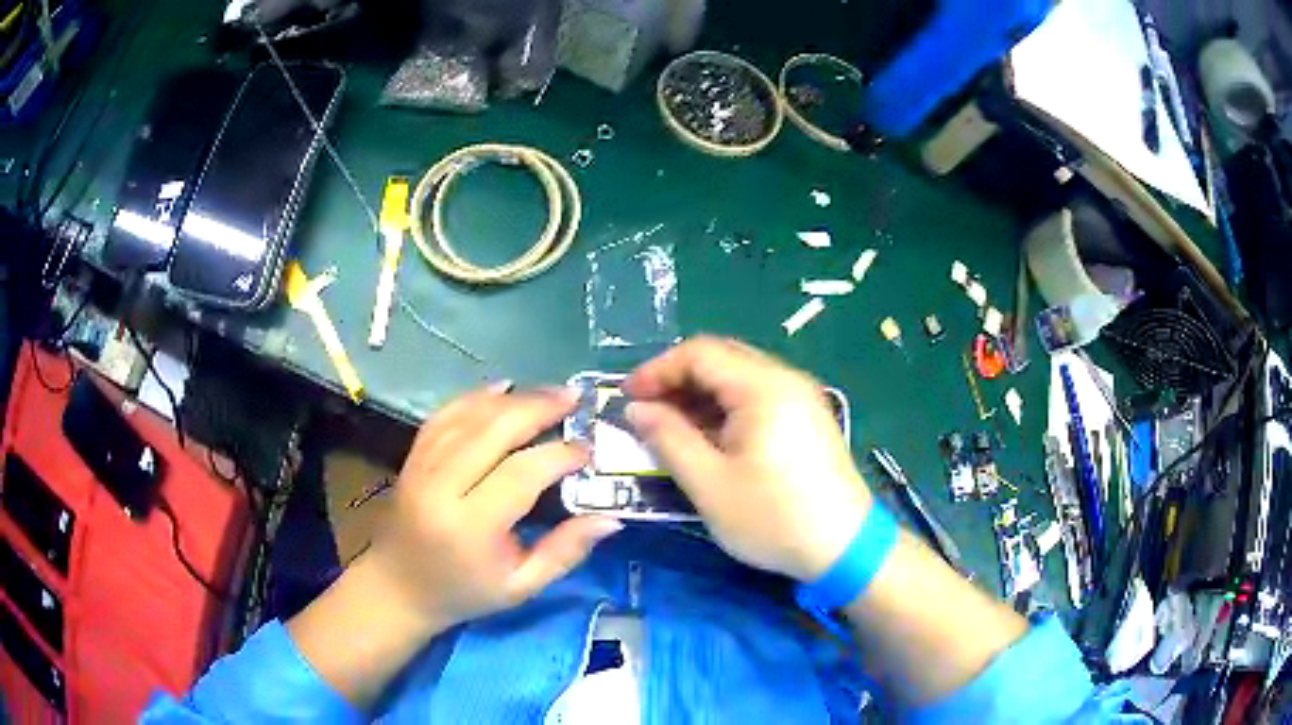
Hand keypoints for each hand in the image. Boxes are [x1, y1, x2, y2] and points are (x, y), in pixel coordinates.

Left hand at [363, 384, 622, 630]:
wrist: (399, 588)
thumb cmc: (465, 593)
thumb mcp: (521, 586)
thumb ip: (565, 552)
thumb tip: (611, 519)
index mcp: (470, 526)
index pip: (521, 473)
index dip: (560, 454)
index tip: (589, 448)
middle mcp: (441, 487)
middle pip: (493, 430)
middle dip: (538, 407)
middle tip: (575, 397)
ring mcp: (421, 466)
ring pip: (469, 416)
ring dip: (512, 398)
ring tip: (549, 392)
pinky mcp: (413, 457)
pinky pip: (445, 415)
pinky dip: (475, 397)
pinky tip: (502, 387)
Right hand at [624, 337, 870, 581]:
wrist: (845, 548)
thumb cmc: (774, 518)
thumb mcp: (710, 484)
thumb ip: (668, 439)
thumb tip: (636, 409)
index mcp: (763, 387)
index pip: (699, 353)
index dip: (657, 370)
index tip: (626, 397)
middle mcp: (785, 380)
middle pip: (720, 360)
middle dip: (676, 381)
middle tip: (645, 412)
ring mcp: (801, 398)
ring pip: (738, 380)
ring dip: (699, 397)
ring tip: (669, 429)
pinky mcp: (807, 420)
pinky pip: (757, 399)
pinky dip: (724, 411)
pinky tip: (708, 440)